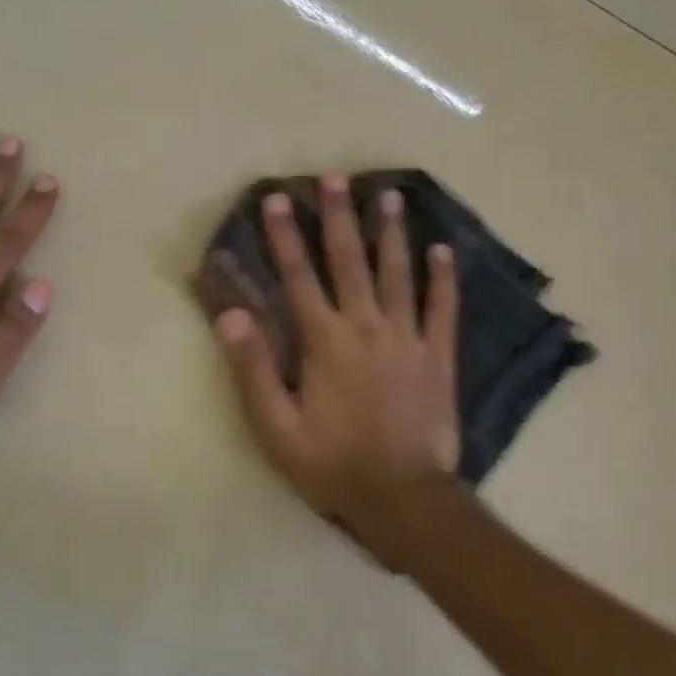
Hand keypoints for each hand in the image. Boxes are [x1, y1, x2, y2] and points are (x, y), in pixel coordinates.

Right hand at [216, 172, 459, 568]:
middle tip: (337, 177)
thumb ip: (254, 367)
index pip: (299, 277)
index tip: (277, 199)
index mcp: (325, 342)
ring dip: (392, 233)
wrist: (403, 498)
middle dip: (339, 217)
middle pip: (350, 261)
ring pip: (398, 274)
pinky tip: (442, 250)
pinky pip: (442, 308)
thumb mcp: (276, 427)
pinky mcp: (439, 356)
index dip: (284, 237)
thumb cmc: (332, 464)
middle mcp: (367, 327)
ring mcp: (408, 338)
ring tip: (390, 196)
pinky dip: (442, 278)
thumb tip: (233, 314)